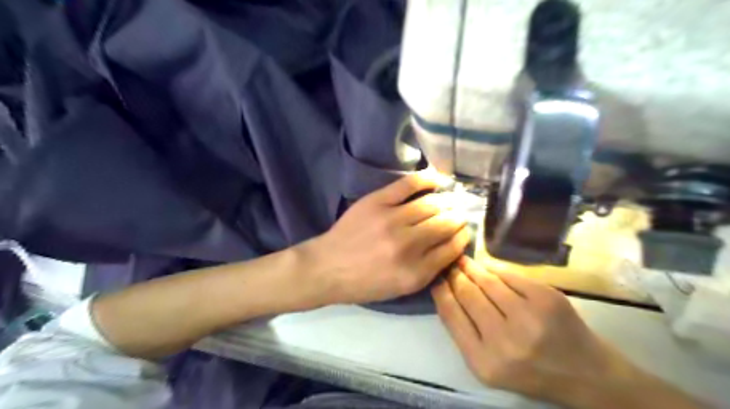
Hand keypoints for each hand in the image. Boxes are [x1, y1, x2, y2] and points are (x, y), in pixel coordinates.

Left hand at [303, 171, 469, 303]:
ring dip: (446, 201)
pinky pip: (408, 184)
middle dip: (458, 218)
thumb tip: (451, 244)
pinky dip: (426, 178)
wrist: (327, 268)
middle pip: (445, 224)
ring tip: (450, 200)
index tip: (464, 232)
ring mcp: (391, 220)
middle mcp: (408, 245)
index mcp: (415, 273)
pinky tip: (438, 178)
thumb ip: (429, 270)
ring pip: (431, 204)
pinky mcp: (377, 202)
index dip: (462, 238)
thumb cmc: (364, 283)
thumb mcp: (401, 289)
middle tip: (460, 214)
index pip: (452, 249)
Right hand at [430, 257, 640, 404]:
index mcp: (483, 361)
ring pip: (487, 281)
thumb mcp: (487, 364)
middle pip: (468, 293)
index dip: (441, 291)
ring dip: (472, 268)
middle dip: (455, 275)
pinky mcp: (547, 299)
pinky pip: (510, 275)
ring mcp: (529, 317)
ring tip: (464, 261)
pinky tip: (487, 266)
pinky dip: (495, 268)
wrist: (584, 373)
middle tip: (450, 264)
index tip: (436, 277)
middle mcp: (504, 340)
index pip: (451, 314)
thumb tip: (446, 290)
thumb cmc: (528, 370)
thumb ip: (463, 331)